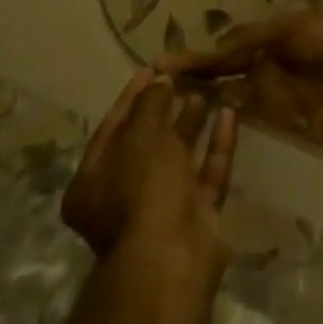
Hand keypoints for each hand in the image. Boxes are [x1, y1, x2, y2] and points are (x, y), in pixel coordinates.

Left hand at [61, 72, 236, 271]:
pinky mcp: (196, 213)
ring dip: (192, 123)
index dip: (132, 96)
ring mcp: (162, 206)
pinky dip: (217, 143)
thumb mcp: (141, 136)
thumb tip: (159, 81)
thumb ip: (150, 104)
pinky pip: (206, 170)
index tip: (153, 68)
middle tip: (184, 77)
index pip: (112, 128)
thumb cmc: (142, 189)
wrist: (171, 256)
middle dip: (165, 109)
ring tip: (209, 89)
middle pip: (146, 143)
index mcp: (93, 182)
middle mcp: (123, 196)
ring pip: (179, 156)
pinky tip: (229, 112)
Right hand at [160, 10, 322, 141]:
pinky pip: (262, 137)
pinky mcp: (292, 130)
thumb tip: (203, 52)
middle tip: (147, 119)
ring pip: (235, 116)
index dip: (189, 66)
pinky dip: (239, 145)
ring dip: (209, 125)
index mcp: (260, 50)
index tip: (152, 73)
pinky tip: (208, 163)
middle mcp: (261, 78)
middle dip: (190, 100)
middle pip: (220, 91)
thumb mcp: (282, 30)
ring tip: (165, 146)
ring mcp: (275, 107)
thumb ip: (245, 41)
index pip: (217, 60)